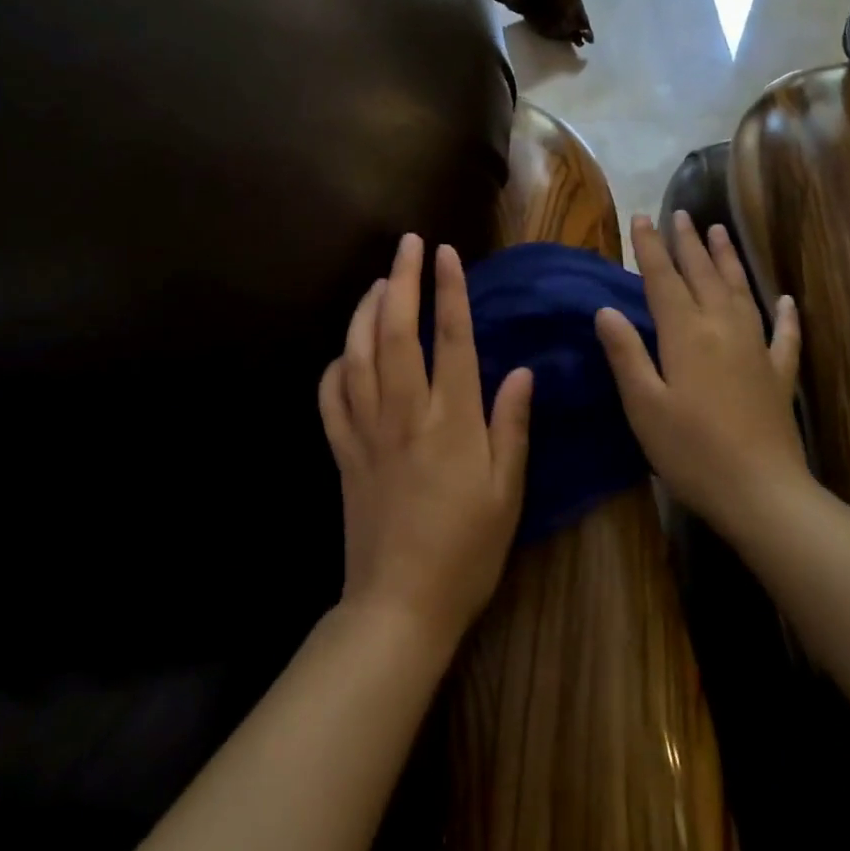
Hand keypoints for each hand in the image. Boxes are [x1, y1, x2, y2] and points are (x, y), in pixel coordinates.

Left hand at [318, 234, 532, 647]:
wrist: (400, 606)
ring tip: (379, 282)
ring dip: (366, 312)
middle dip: (403, 281)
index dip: (448, 291)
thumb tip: (518, 371)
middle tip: (407, 244)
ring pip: (358, 356)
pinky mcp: (344, 454)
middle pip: (397, 334)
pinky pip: (331, 399)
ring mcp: (367, 432)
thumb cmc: (466, 551)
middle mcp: (405, 414)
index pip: (449, 340)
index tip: (445, 253)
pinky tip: (344, 352)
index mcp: (451, 422)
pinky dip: (335, 367)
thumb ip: (511, 427)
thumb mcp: (507, 493)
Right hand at [595, 212, 804, 536]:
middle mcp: (722, 329)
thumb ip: (626, 353)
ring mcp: (756, 349)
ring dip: (728, 260)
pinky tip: (786, 299)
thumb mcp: (643, 405)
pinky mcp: (779, 375)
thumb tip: (605, 310)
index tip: (642, 217)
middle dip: (689, 243)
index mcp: (686, 334)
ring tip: (720, 232)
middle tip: (682, 214)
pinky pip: (784, 335)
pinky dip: (786, 315)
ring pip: (741, 292)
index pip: (663, 279)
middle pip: (703, 275)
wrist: (761, 492)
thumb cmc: (691, 451)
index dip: (651, 247)